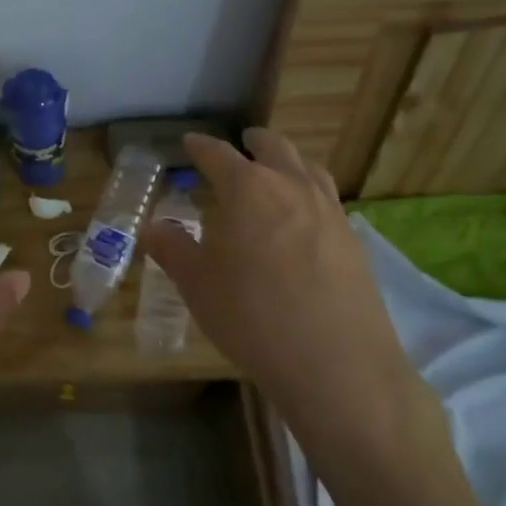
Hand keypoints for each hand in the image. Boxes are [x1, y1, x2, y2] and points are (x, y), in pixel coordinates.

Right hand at [143, 127, 440, 462]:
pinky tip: (304, 217)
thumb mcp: (198, 285)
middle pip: (273, 147)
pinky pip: (328, 198)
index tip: (190, 142)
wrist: (336, 363)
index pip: (218, 154)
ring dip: (288, 161)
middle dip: (254, 142)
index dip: (201, 146)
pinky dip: (310, 191)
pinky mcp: (353, 238)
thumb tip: (151, 228)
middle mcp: (291, 186)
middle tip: (242, 142)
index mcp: (247, 188)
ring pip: (308, 167)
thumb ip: (172, 249)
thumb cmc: (252, 316)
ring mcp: (328, 210)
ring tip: (278, 171)